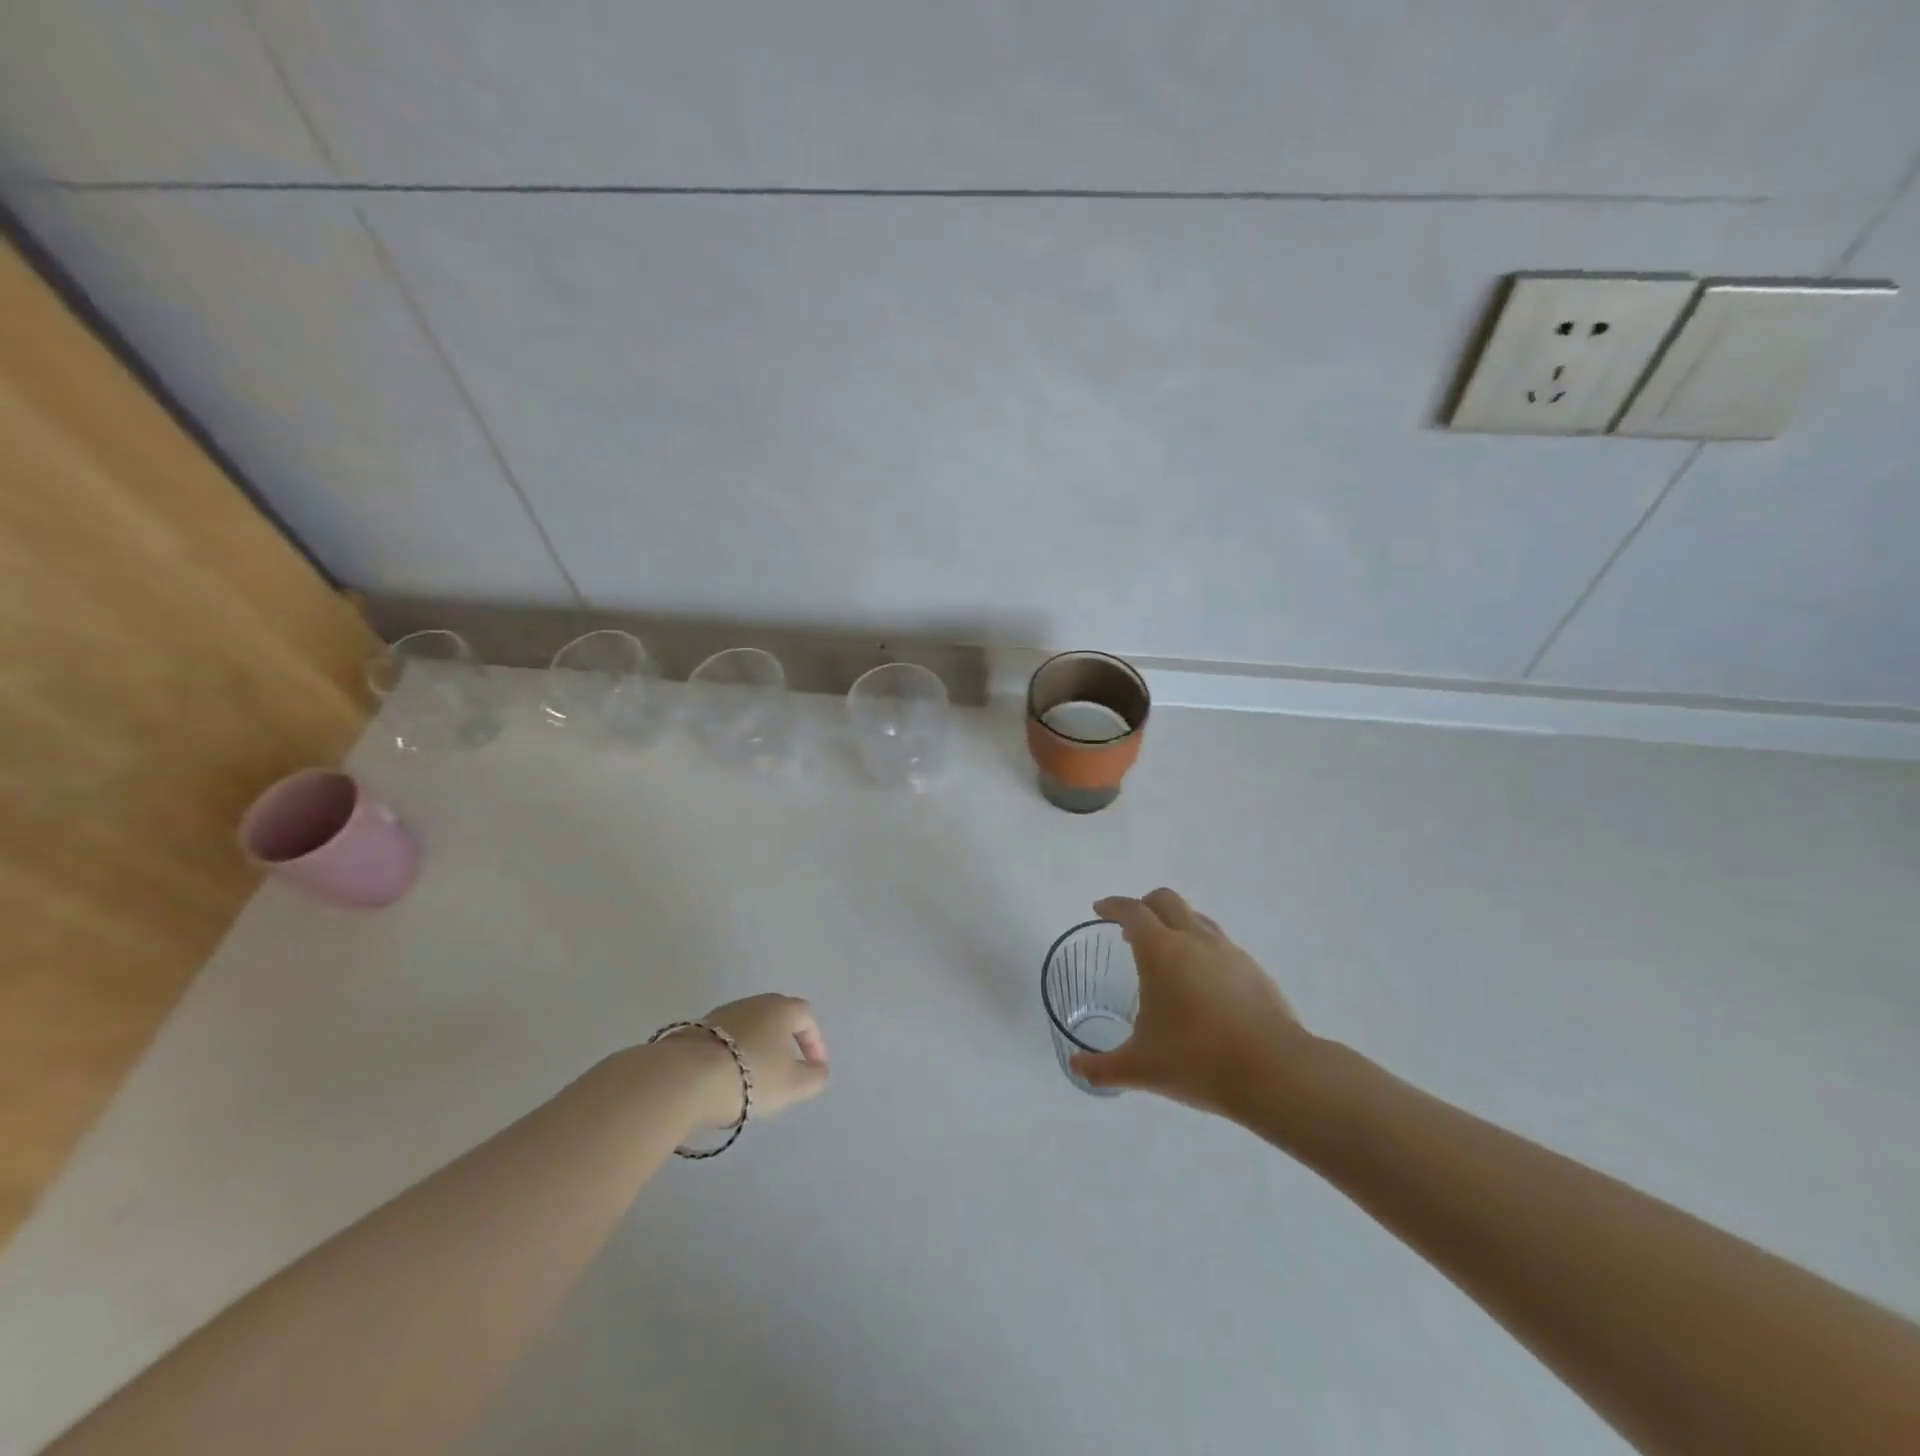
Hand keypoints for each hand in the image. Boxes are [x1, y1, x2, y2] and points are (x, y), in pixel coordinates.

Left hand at [663, 994, 830, 1127]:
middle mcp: (753, 1003)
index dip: (814, 1042)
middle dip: (785, 1042)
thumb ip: (815, 1076)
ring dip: (757, 1049)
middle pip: (777, 1017)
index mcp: (781, 1008)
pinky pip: (725, 1040)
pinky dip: (733, 1055)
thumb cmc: (751, 1075)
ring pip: (749, 1028)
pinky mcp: (696, 1030)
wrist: (685, 1077)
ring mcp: (722, 1014)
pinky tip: (727, 1079)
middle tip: (787, 1069)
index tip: (814, 1068)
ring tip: (755, 1079)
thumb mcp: (794, 1084)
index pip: (806, 1017)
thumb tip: (818, 1069)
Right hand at [1072, 890, 1308, 1116]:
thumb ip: (1102, 1067)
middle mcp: (1194, 939)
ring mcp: (1228, 952)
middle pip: (1166, 900)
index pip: (1132, 911)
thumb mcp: (1141, 1068)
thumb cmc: (1197, 1060)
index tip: (1100, 910)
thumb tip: (1076, 1068)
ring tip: (1167, 956)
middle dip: (1144, 906)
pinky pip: (1220, 945)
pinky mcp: (1254, 970)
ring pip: (1196, 919)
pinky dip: (1202, 950)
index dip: (1113, 906)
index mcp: (1161, 950)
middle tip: (1131, 931)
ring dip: (1176, 925)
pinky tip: (1201, 984)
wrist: (1275, 1072)